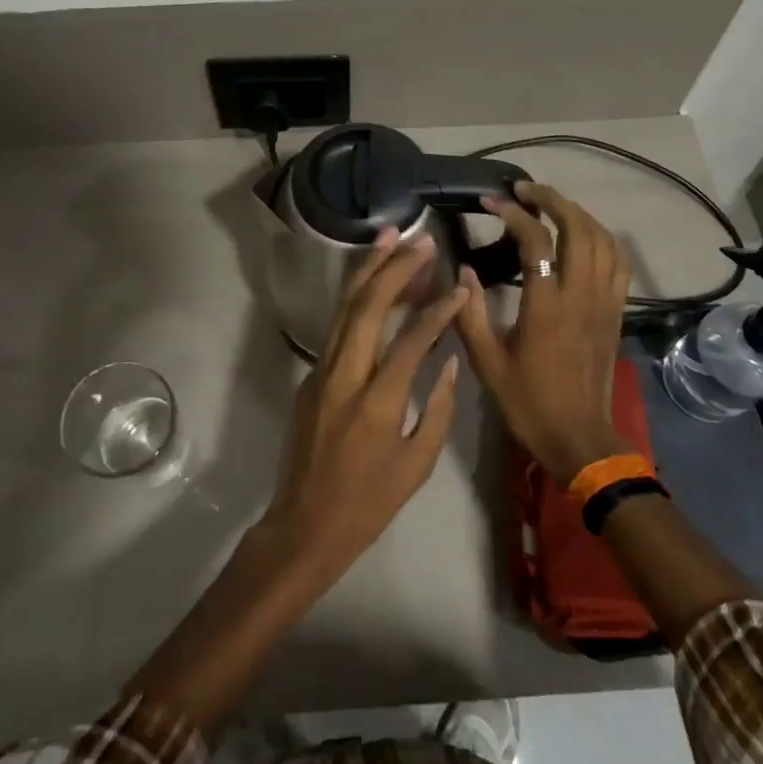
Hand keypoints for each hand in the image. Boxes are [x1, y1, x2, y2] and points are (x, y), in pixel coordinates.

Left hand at [261, 228, 467, 585]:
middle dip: (394, 268)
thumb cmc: (369, 504)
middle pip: (366, 307)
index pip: (410, 341)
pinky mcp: (309, 376)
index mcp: (376, 404)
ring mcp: (320, 373)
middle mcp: (343, 378)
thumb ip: (438, 408)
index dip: (437, 310)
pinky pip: (336, 327)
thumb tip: (448, 358)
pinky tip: (372, 281)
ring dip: (367, 270)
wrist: (304, 525)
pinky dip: (356, 298)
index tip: (458, 285)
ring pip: (343, 309)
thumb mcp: (417, 464)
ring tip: (390, 238)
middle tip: (421, 242)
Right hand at [455, 183, 631, 484]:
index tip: (491, 202)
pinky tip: (583, 235)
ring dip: (577, 213)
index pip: (536, 241)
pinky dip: (601, 238)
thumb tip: (463, 270)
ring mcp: (605, 302)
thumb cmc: (528, 401)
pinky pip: (618, 261)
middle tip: (524, 189)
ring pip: (602, 239)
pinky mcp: (616, 311)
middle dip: (552, 199)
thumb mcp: (486, 362)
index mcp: (547, 306)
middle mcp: (581, 295)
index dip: (513, 213)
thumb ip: (470, 313)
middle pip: (578, 227)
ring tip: (551, 205)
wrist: (579, 437)